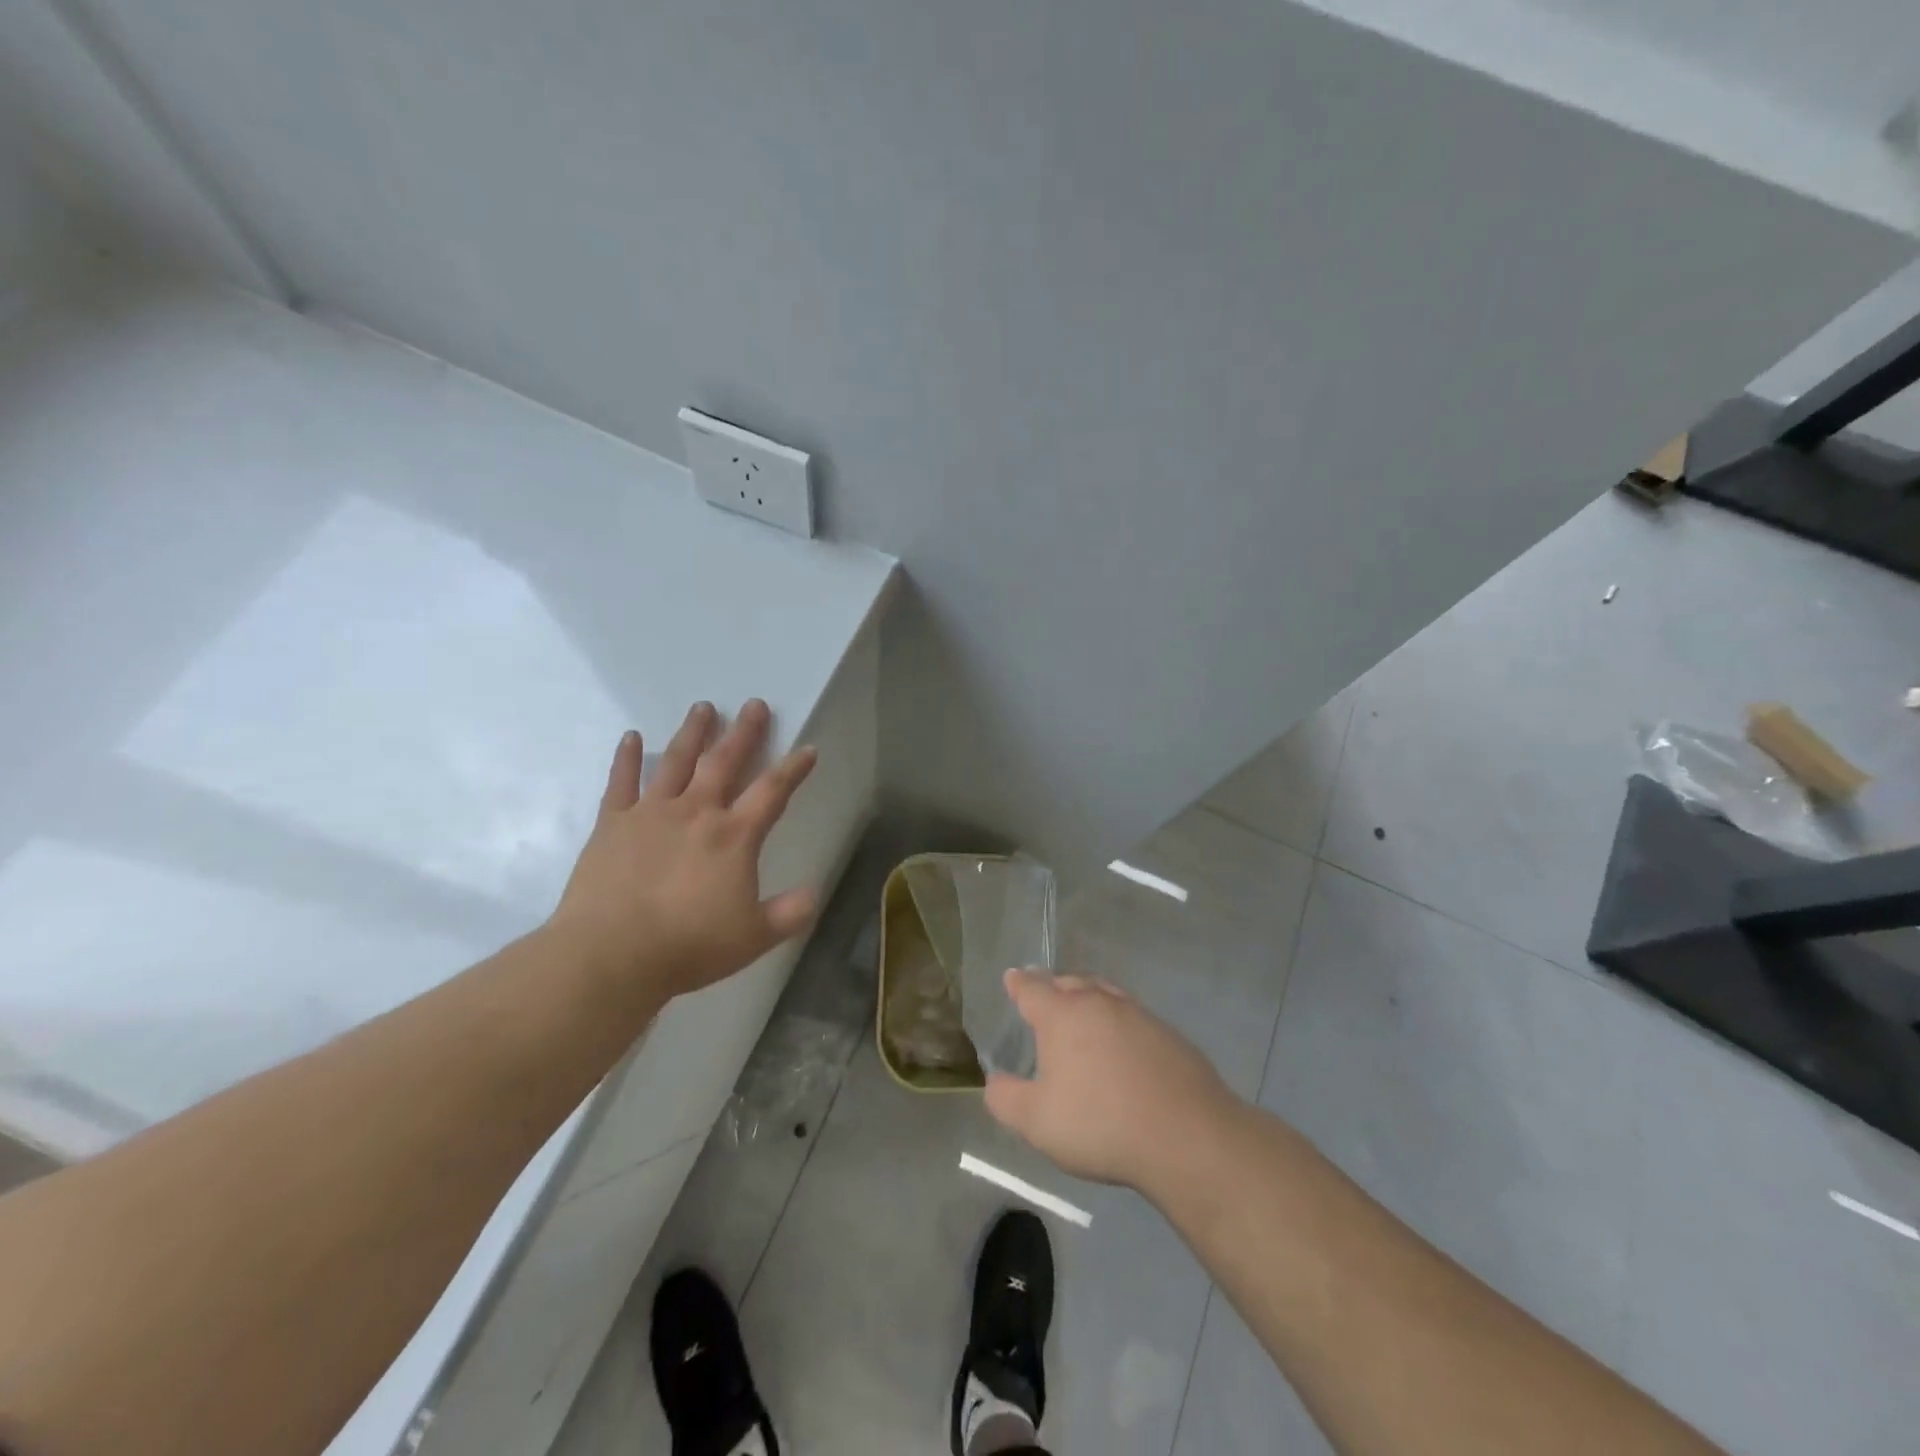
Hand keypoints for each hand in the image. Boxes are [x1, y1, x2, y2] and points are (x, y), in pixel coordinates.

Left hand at [548, 699, 818, 1000]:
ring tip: (702, 707)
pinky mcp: (613, 824)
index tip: (807, 749)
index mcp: (734, 836)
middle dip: (743, 732)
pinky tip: (631, 736)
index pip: (772, 792)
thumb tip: (813, 894)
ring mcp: (651, 813)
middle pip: (724, 762)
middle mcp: (696, 812)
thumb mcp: (754, 937)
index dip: (793, 769)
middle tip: (754, 704)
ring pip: (676, 761)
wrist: (611, 954)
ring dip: (692, 733)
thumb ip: (789, 913)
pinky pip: (621, 782)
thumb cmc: (689, 945)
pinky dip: (626, 757)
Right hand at [983, 970, 1240, 1196]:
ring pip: (1104, 994)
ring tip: (1082, 1013)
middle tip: (1045, 996)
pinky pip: (1133, 1017)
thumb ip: (1005, 1098)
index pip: (1032, 988)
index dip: (1018, 983)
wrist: (1186, 1135)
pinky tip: (1122, 1046)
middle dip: (1053, 986)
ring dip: (1088, 999)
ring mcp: (1138, 1015)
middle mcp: (1098, 1003)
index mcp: (1061, 1015)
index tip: (1012, 978)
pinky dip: (1118, 1023)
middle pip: (1070, 983)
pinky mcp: (1168, 1034)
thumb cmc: (1100, 1124)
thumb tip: (994, 1080)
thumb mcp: (1036, 1121)